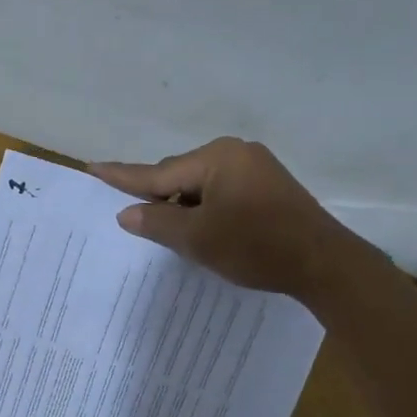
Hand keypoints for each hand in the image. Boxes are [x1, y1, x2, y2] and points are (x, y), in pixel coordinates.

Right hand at [89, 138, 350, 299]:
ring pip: (202, 186)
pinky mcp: (269, 188)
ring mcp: (256, 168)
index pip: (158, 172)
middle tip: (134, 217)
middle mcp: (236, 153)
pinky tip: (202, 229)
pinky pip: (223, 192)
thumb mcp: (198, 239)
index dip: (123, 176)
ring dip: (184, 207)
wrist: (323, 263)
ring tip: (170, 232)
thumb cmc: (256, 246)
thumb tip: (127, 213)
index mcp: (216, 158)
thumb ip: (157, 223)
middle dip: (158, 197)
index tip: (93, 167)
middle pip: (181, 176)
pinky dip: (206, 209)